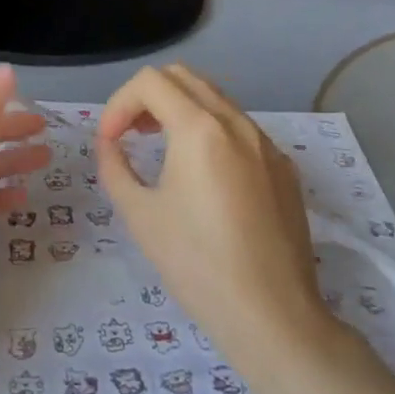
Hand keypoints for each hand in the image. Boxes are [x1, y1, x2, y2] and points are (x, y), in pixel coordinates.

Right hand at [95, 65, 325, 353]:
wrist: (273, 316)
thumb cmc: (198, 264)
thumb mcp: (140, 215)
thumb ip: (115, 167)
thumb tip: (110, 145)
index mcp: (199, 128)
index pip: (149, 82)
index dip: (118, 104)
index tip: (109, 142)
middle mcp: (236, 122)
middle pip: (183, 77)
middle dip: (148, 97)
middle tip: (131, 134)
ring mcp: (266, 143)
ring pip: (215, 99)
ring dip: (180, 110)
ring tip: (162, 150)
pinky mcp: (284, 167)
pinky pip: (240, 129)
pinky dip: (211, 132)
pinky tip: (205, 178)